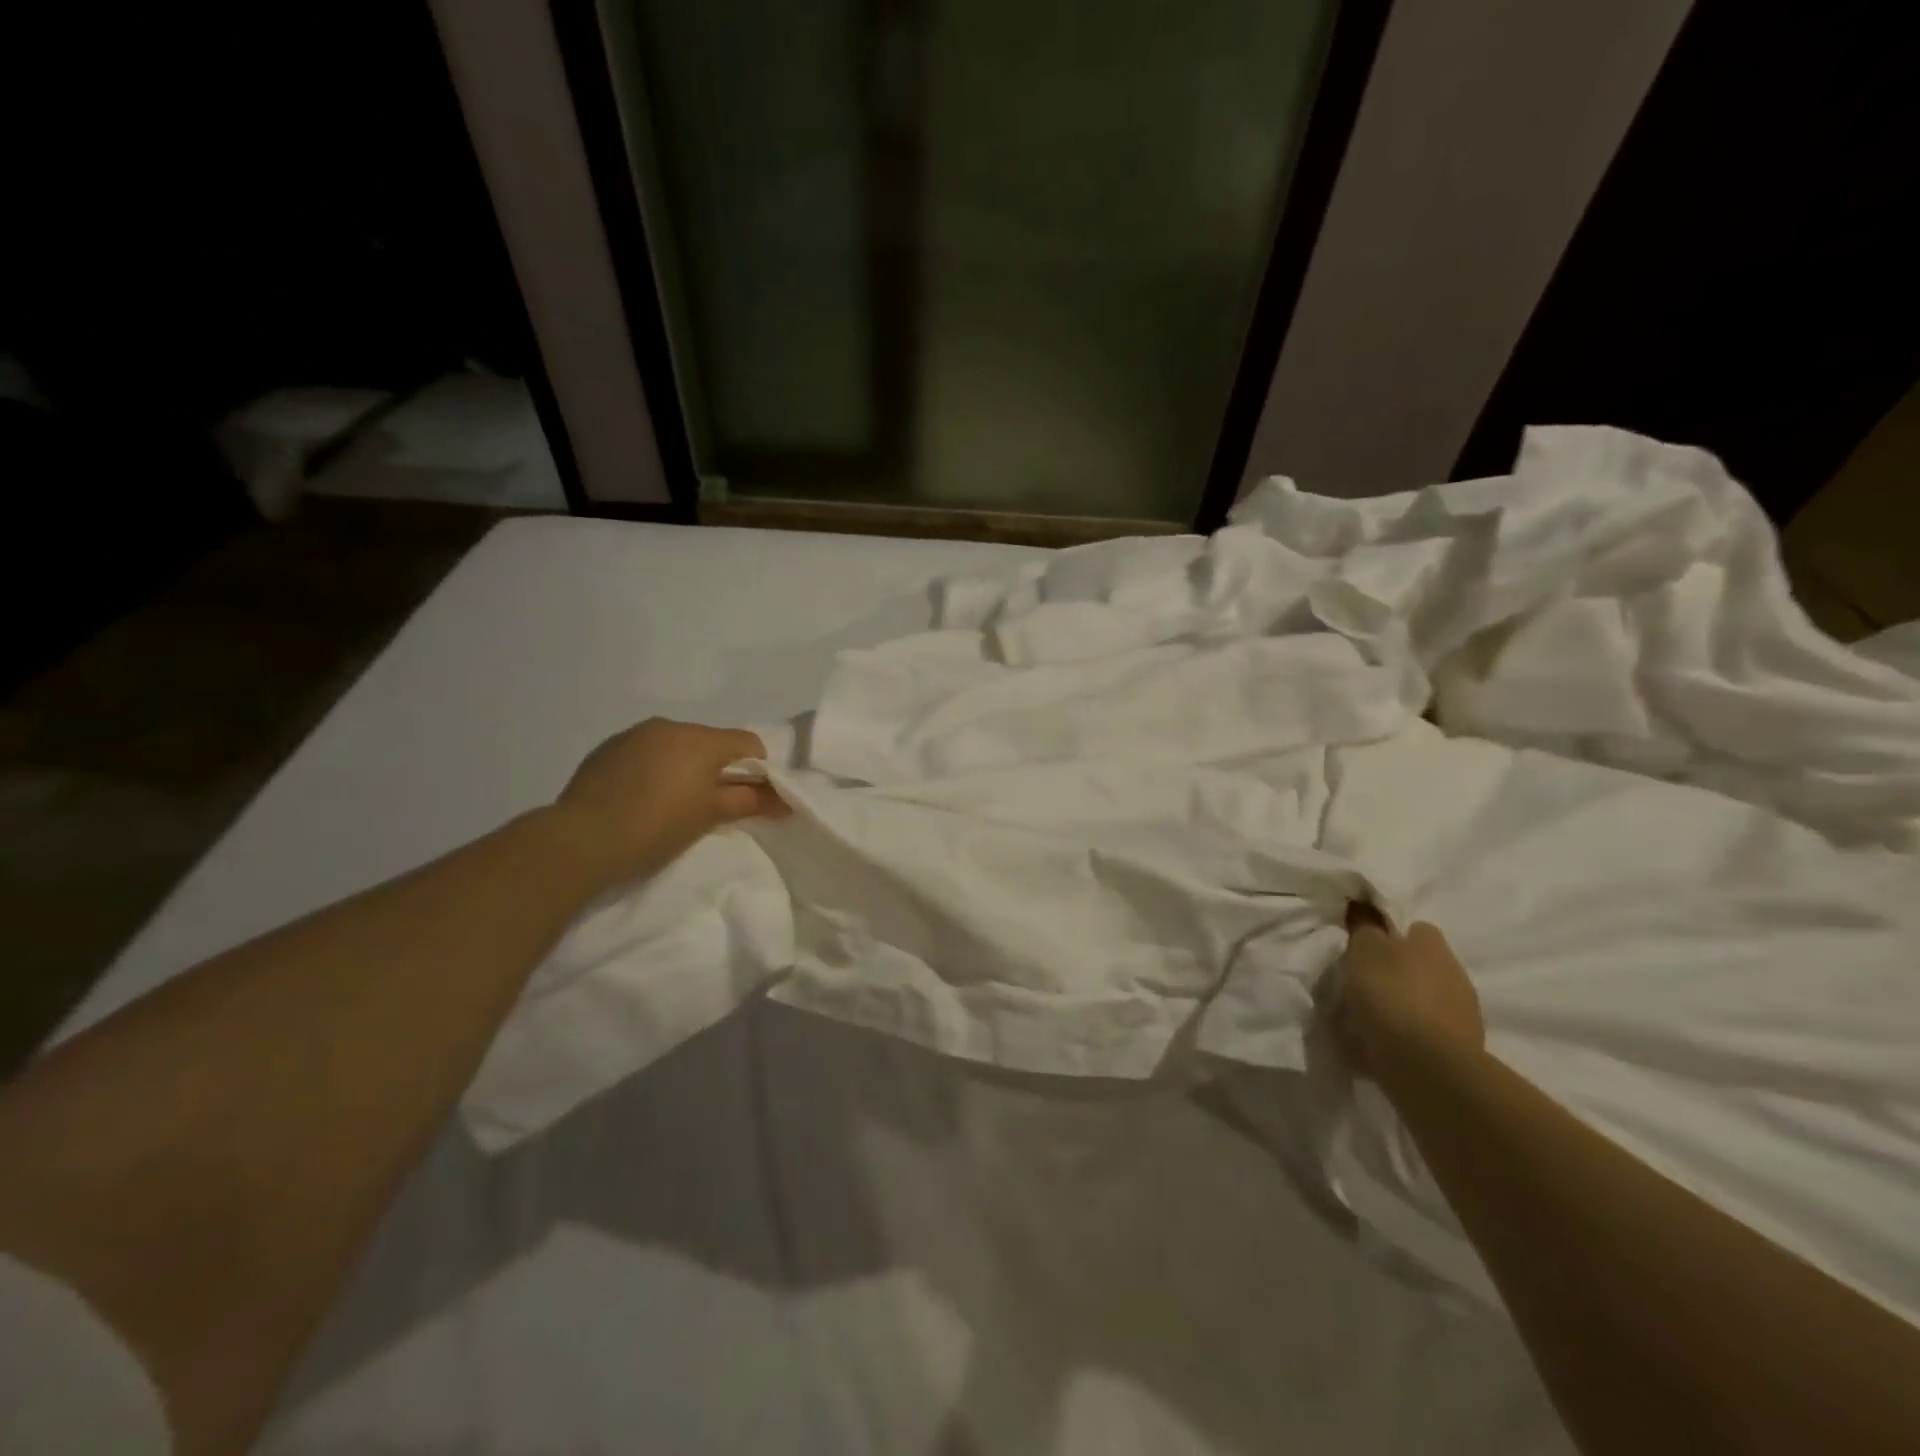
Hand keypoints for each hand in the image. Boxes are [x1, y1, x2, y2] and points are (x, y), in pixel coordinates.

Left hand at [552, 718, 787, 883]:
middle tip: (710, 805)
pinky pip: (646, 752)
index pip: (748, 743)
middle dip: (718, 768)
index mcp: (701, 738)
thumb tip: (784, 801)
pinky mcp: (607, 749)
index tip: (749, 798)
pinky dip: (654, 769)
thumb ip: (750, 801)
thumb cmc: (658, 826)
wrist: (581, 839)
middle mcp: (670, 726)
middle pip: (711, 742)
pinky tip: (641, 798)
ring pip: (676, 745)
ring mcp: (634, 734)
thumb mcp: (710, 816)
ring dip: (684, 767)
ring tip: (671, 803)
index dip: (757, 770)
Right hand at [1330, 907, 1483, 1080]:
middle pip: (1418, 966)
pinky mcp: (1459, 1050)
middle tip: (1358, 985)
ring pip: (1420, 1000)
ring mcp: (1461, 1014)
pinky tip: (1377, 1046)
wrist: (1426, 1065)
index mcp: (1432, 944)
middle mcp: (1453, 973)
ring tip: (1363, 1020)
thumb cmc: (1391, 994)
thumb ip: (1364, 929)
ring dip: (1397, 1006)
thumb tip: (1365, 913)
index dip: (1388, 935)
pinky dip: (1402, 1037)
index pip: (1414, 928)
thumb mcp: (1364, 949)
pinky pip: (1421, 1034)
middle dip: (1392, 973)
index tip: (1362, 948)